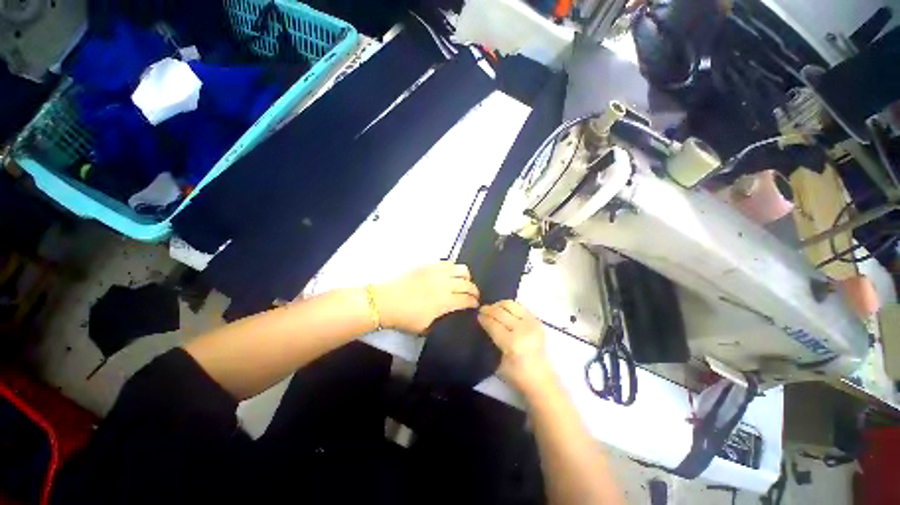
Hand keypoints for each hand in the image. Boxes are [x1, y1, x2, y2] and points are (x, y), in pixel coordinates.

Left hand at [375, 262, 479, 333]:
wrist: (385, 301)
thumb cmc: (405, 317)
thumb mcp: (425, 327)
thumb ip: (442, 319)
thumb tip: (451, 313)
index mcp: (445, 301)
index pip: (467, 299)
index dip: (474, 303)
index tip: (475, 305)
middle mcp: (445, 284)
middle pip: (468, 284)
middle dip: (474, 291)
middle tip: (472, 296)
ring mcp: (437, 272)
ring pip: (461, 269)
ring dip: (466, 277)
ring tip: (463, 283)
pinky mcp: (429, 265)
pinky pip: (448, 263)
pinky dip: (453, 269)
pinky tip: (449, 275)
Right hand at [477, 300, 554, 392]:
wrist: (540, 378)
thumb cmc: (516, 374)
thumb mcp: (497, 362)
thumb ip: (491, 340)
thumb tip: (483, 323)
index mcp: (512, 343)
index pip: (493, 324)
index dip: (483, 318)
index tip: (477, 315)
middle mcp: (523, 330)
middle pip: (501, 312)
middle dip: (489, 309)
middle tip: (482, 309)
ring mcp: (532, 324)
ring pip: (511, 305)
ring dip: (499, 305)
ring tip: (493, 309)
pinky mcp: (538, 321)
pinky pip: (520, 307)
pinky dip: (510, 307)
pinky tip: (504, 310)